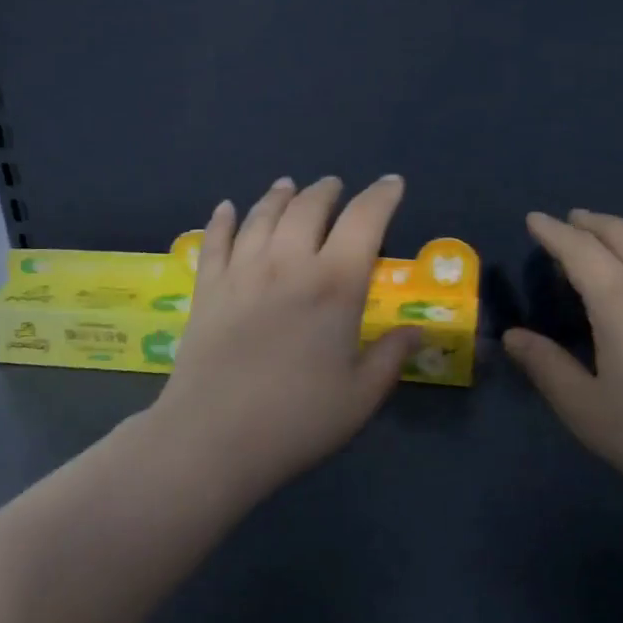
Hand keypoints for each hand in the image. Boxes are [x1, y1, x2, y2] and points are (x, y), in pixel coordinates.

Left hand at [149, 176, 421, 506]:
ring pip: (261, 216)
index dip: (382, 196)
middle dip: (327, 191)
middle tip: (335, 187)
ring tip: (288, 186)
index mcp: (335, 285)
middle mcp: (288, 264)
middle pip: (308, 208)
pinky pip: (214, 241)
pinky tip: (227, 208)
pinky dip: (223, 220)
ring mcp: (241, 273)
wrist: (213, 437)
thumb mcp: (361, 396)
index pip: (365, 220)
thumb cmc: (297, 421)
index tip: (392, 185)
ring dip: (279, 196)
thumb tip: (415, 331)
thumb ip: (390, 357)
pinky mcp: (207, 290)